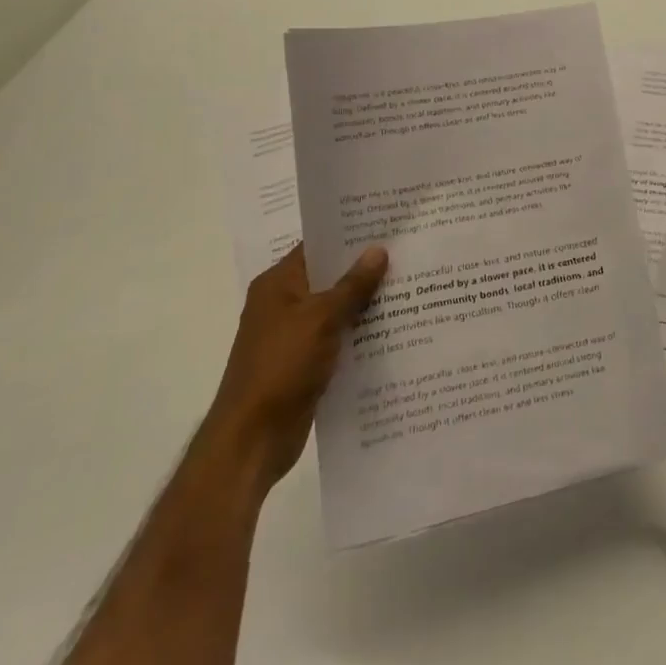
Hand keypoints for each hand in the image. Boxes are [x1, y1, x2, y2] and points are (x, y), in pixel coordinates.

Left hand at [204, 243, 386, 490]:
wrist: (253, 439)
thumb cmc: (281, 367)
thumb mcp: (321, 318)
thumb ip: (352, 285)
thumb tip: (378, 250)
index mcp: (278, 284)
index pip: (318, 246)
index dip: (350, 235)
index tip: (388, 225)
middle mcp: (284, 304)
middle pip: (330, 277)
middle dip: (366, 269)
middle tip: (410, 252)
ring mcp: (294, 336)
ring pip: (338, 309)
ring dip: (367, 303)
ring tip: (413, 286)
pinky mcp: (306, 363)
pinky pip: (339, 338)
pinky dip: (362, 333)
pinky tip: (396, 329)